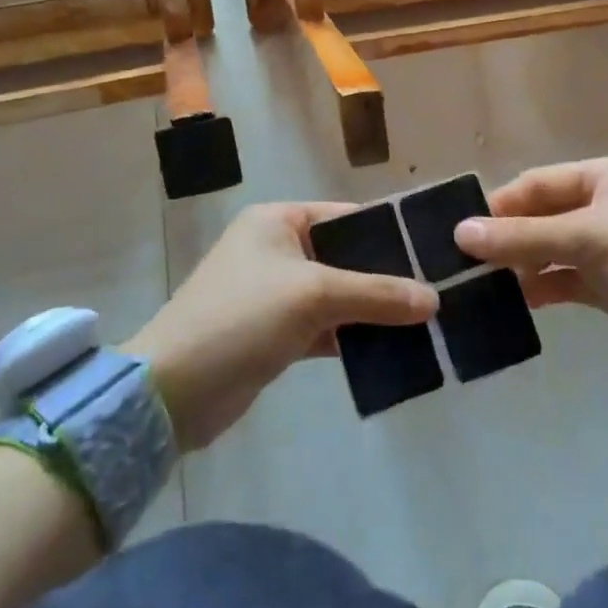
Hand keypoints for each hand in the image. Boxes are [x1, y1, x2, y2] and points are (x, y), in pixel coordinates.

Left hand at [124, 203, 437, 451]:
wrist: (172, 391)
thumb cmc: (242, 317)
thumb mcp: (313, 296)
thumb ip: (375, 293)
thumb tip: (432, 299)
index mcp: (278, 220)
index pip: (345, 216)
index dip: (387, 233)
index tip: (431, 253)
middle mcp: (276, 249)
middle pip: (344, 257)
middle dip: (384, 277)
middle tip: (435, 293)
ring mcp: (275, 294)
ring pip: (337, 295)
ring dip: (371, 311)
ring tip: (424, 323)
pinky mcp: (275, 334)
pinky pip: (325, 327)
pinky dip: (352, 337)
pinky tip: (390, 350)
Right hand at [454, 157, 607, 393]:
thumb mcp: (590, 240)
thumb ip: (524, 237)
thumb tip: (461, 233)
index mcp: (606, 177)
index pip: (538, 182)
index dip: (500, 205)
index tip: (461, 232)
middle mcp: (606, 205)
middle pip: (542, 215)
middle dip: (507, 237)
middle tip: (463, 262)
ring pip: (551, 248)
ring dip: (521, 264)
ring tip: (482, 286)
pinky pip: (566, 278)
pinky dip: (543, 286)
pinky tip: (517, 302)